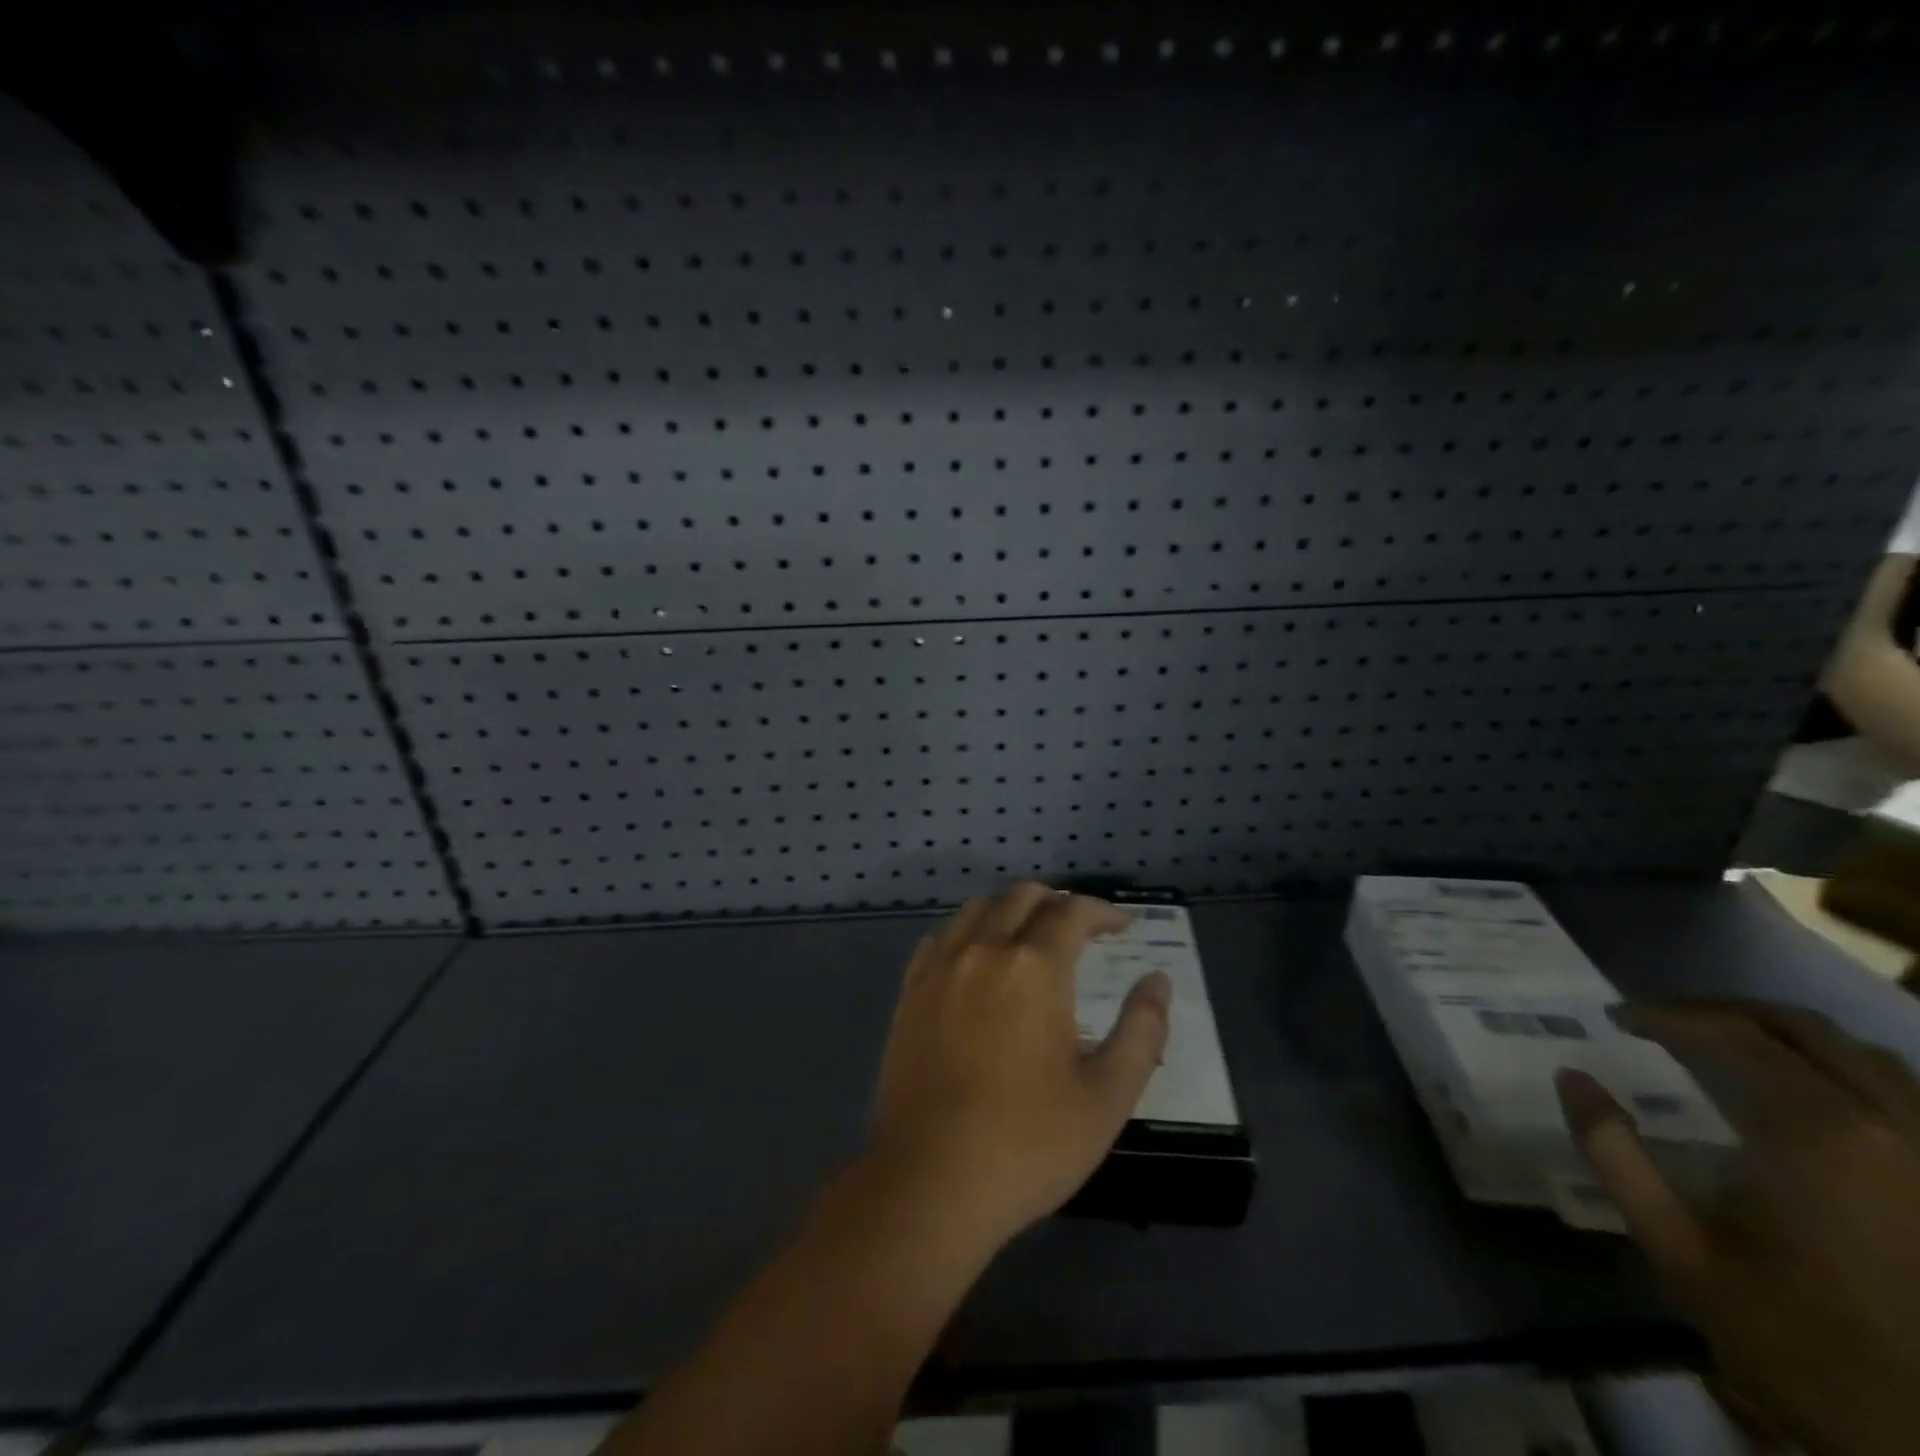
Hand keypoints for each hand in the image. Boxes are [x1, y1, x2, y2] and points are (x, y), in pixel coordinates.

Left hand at [866, 882, 1170, 1250]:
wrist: (931, 1180)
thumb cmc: (1028, 1143)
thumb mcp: (1107, 1096)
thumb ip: (1142, 1031)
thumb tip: (1158, 982)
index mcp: (1033, 966)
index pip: (1073, 912)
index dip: (1104, 912)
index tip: (1124, 926)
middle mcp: (983, 949)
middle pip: (1022, 896)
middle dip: (1059, 903)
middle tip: (1083, 929)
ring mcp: (940, 967)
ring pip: (978, 909)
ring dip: (1012, 910)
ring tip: (1032, 936)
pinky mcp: (911, 991)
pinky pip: (941, 937)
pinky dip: (969, 931)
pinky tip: (978, 959)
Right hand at [1558, 1000, 1919, 1455]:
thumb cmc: (1797, 1341)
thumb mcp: (1678, 1251)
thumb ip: (1615, 1154)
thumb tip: (1570, 1076)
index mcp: (1815, 1137)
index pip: (1730, 1035)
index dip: (1665, 1015)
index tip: (1617, 1017)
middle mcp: (1890, 1128)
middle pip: (1797, 1028)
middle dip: (1719, 1011)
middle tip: (1661, 1019)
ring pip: (1859, 1052)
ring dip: (1780, 1034)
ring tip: (1723, 1043)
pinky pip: (1901, 1092)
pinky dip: (1838, 1068)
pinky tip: (1801, 1091)